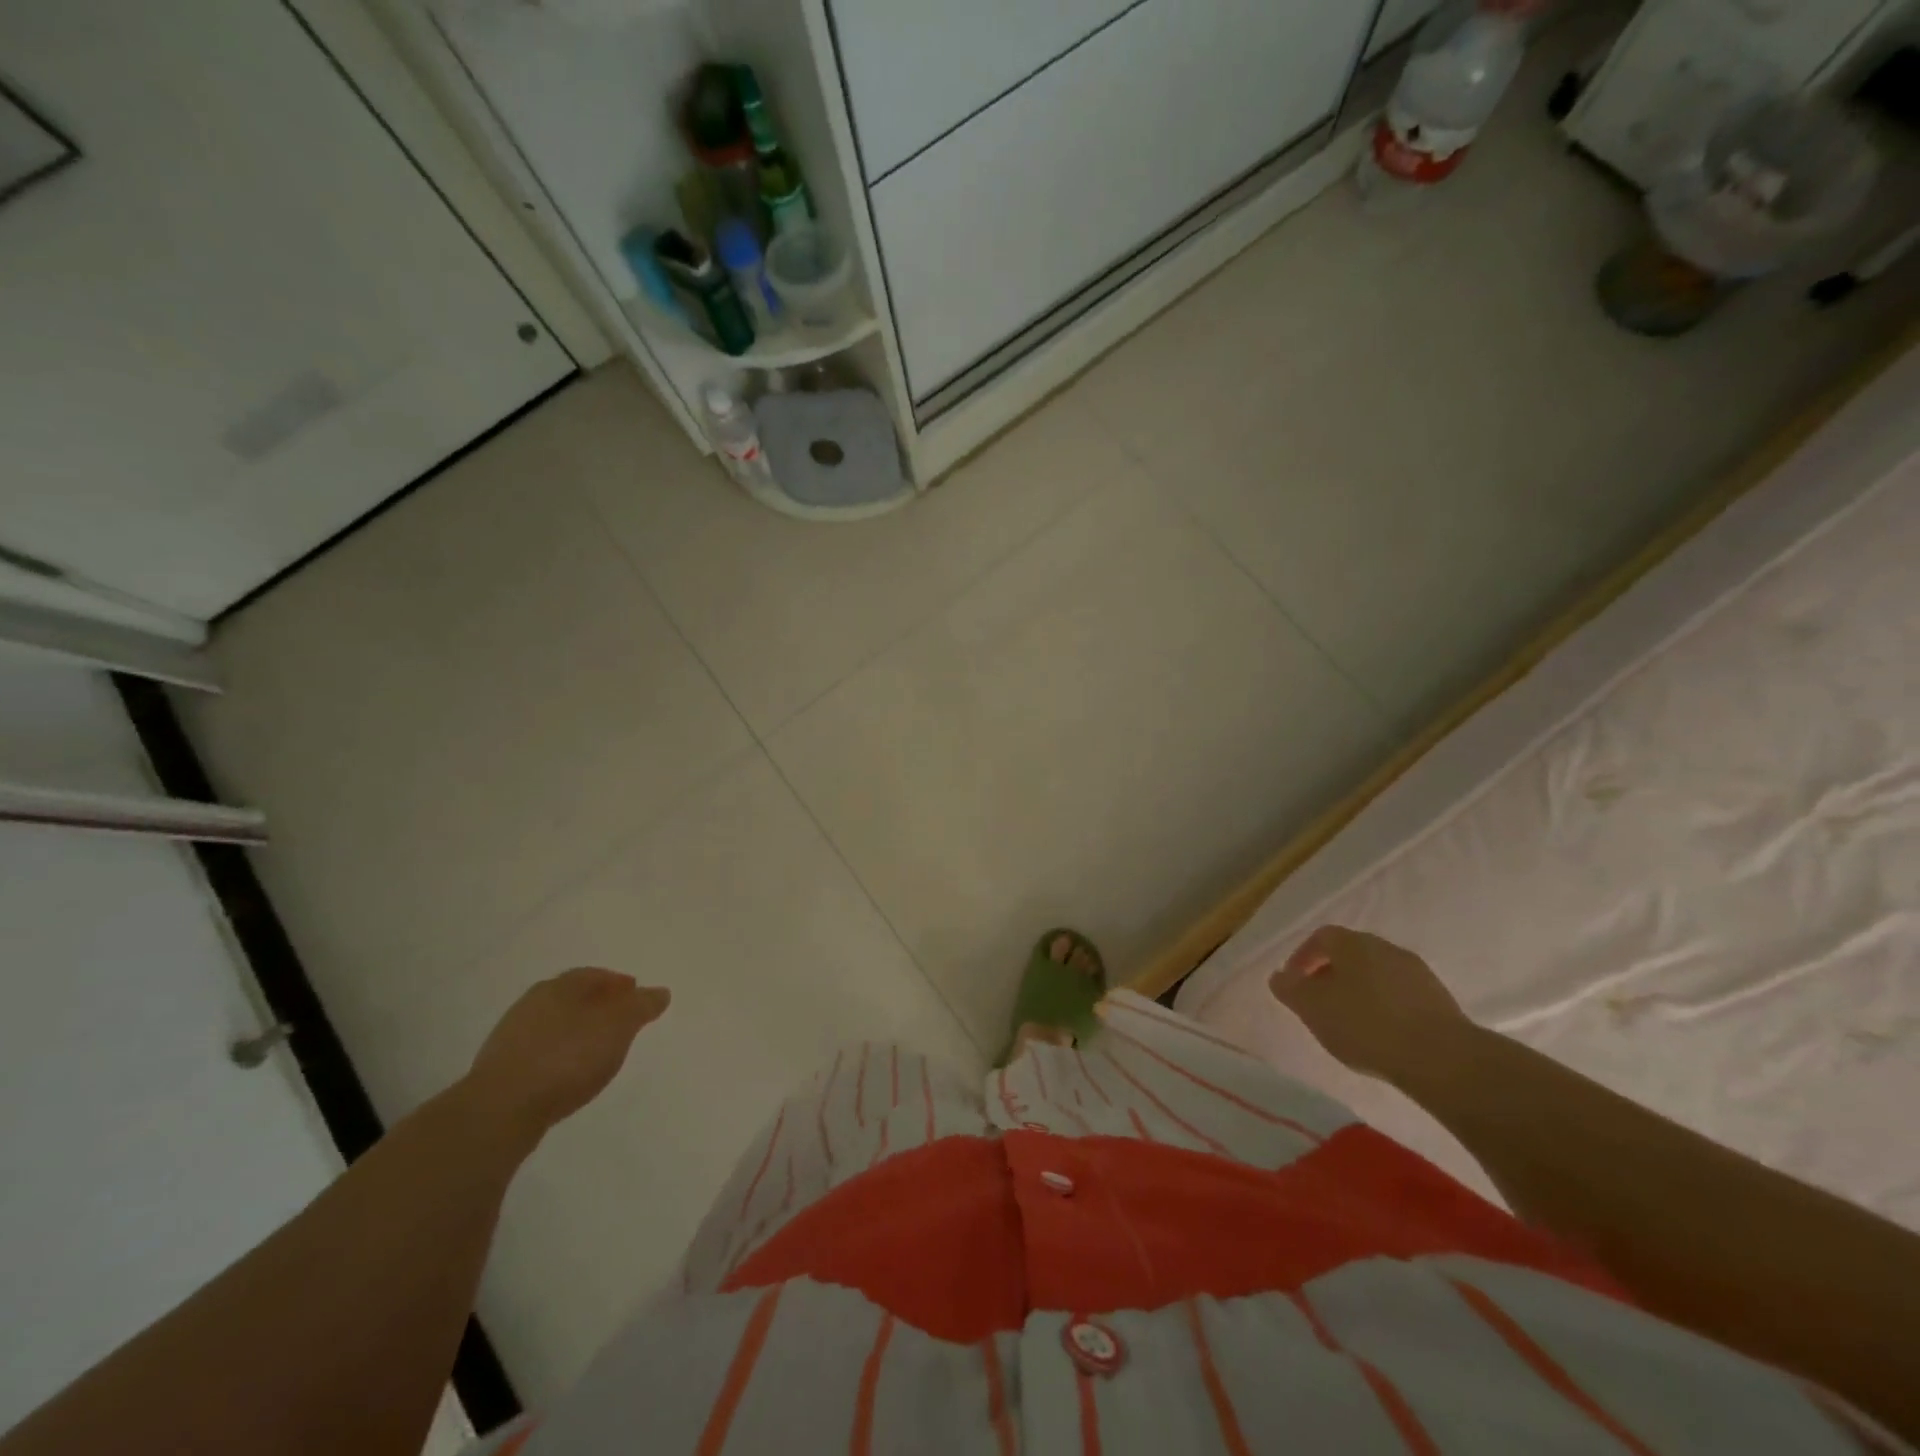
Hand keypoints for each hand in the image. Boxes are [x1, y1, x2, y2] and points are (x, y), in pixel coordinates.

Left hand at [465, 968, 669, 1138]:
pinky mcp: (500, 1071)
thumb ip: (641, 1007)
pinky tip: (568, 1074)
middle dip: (598, 1005)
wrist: (501, 1110)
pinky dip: (559, 1056)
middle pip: (572, 998)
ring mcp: (511, 1038)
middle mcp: (532, 1004)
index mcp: (559, 986)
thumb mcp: (618, 1026)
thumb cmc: (567, 1056)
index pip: (594, 975)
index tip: (636, 994)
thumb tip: (660, 992)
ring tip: (597, 1051)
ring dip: (577, 1032)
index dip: (618, 983)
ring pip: (554, 1026)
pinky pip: (540, 1053)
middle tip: (620, 1021)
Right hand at [1268, 926, 1474, 1086]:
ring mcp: (1417, 972)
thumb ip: (1290, 989)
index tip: (1294, 984)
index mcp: (1353, 943)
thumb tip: (1279, 977)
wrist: (1443, 1058)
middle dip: (1330, 974)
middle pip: (1350, 954)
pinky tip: (1381, 1034)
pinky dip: (1384, 1007)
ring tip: (1350, 1022)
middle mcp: (1385, 948)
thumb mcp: (1312, 1009)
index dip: (1302, 957)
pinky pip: (1399, 995)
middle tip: (1319, 1003)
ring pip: (1376, 974)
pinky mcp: (1440, 1000)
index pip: (1321, 937)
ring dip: (1359, 991)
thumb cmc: (1366, 1025)